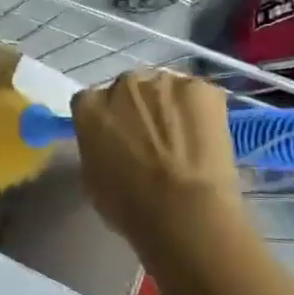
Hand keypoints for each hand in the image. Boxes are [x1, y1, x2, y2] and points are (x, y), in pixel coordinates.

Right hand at [71, 71, 241, 262]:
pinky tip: (204, 139)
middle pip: (128, 90)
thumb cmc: (130, 206)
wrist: (185, 212)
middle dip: (136, 109)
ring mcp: (164, 82)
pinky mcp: (202, 89)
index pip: (91, 102)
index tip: (117, 139)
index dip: (106, 121)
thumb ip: (95, 147)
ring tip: (183, 139)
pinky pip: (197, 96)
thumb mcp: (92, 179)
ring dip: (168, 107)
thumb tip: (109, 144)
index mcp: (89, 106)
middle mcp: (122, 84)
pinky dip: (200, 112)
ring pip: (164, 90)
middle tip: (151, 139)